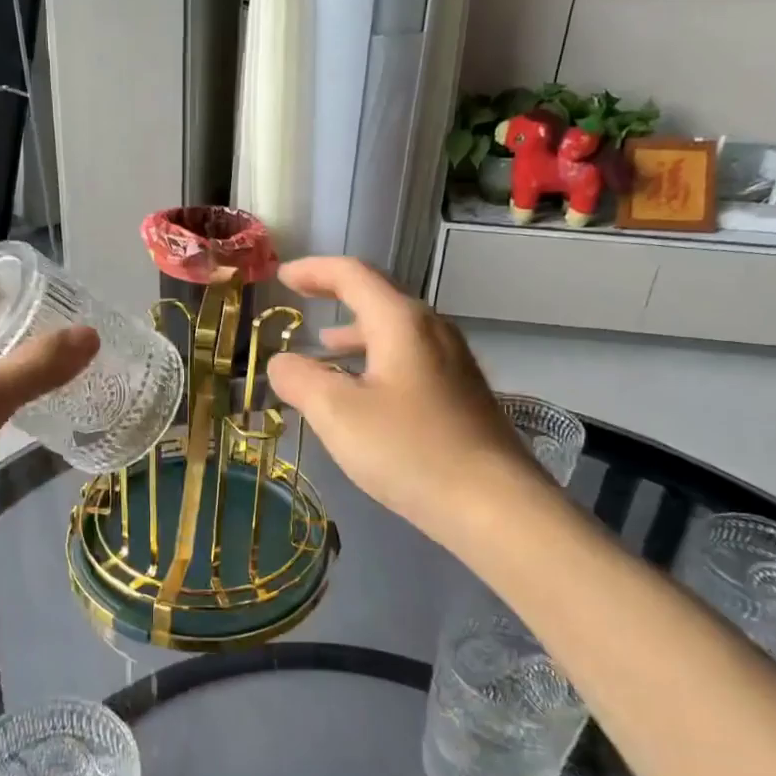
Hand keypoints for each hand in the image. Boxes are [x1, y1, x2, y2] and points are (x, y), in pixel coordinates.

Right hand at [265, 257, 547, 547]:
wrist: (494, 505)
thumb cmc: (409, 450)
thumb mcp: (338, 413)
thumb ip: (300, 380)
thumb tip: (281, 362)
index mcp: (401, 322)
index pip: (352, 275)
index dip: (313, 270)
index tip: (282, 276)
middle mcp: (432, 331)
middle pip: (378, 298)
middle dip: (335, 296)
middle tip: (301, 302)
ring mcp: (453, 363)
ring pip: (394, 332)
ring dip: (355, 333)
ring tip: (324, 348)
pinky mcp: (462, 394)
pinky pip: (409, 359)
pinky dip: (375, 361)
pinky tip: (364, 393)